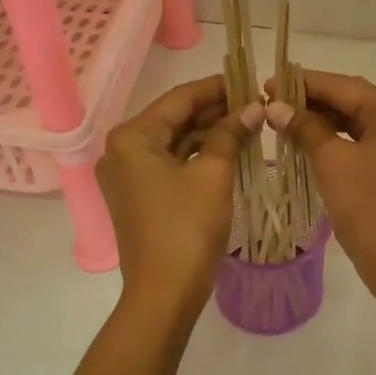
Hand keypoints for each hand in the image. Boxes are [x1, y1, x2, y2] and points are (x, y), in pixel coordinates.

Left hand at [98, 76, 262, 309]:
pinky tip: (228, 150)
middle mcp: (121, 150)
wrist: (164, 292)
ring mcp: (127, 175)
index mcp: (132, 137)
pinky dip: (197, 156)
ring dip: (208, 133)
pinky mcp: (137, 195)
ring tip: (248, 125)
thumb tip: (253, 107)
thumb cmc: (187, 228)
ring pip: (173, 142)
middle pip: (174, 119)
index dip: (217, 88)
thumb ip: (231, 133)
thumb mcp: (214, 174)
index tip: (249, 81)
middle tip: (254, 105)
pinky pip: (169, 163)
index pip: (179, 99)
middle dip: (214, 111)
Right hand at [265, 70, 375, 297]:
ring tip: (284, 121)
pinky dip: (339, 141)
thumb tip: (274, 106)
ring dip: (323, 122)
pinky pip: (366, 144)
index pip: (343, 86)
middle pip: (353, 102)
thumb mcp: (332, 161)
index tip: (267, 83)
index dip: (303, 84)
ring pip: (359, 123)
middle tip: (271, 102)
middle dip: (312, 102)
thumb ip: (304, 127)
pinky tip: (310, 143)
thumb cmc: (369, 206)